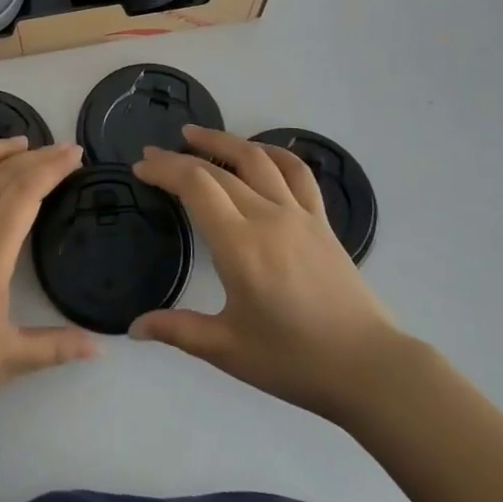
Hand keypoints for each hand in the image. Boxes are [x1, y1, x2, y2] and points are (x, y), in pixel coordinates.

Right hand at [130, 125, 400, 424]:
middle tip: (153, 154)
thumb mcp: (228, 350)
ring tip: (195, 134)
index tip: (141, 166)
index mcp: (240, 245)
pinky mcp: (321, 221)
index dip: (165, 169)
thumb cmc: (294, 360)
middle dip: (180, 157)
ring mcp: (299, 214)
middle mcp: (267, 217)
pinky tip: (258, 151)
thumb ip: (178, 330)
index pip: (196, 185)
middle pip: (218, 170)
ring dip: (223, 140)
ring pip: (257, 158)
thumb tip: (134, 328)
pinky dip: (273, 152)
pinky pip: (297, 172)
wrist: (369, 368)